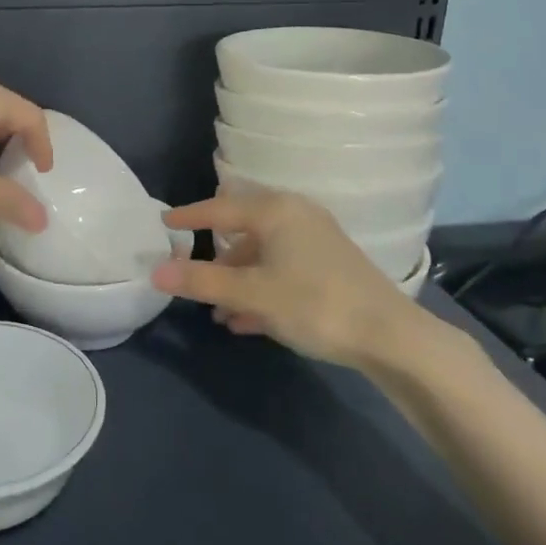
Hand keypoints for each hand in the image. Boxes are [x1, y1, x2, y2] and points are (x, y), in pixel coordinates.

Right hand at [151, 191, 421, 369]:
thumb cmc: (314, 304)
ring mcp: (316, 240)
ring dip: (237, 280)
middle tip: (191, 271)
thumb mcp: (252, 294)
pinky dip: (261, 288)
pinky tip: (246, 320)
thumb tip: (155, 271)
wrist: (390, 336)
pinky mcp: (329, 265)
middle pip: (243, 229)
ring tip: (218, 312)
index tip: (163, 221)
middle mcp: (296, 215)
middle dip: (217, 255)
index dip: (189, 217)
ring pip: (263, 254)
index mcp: (276, 211)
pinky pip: (282, 269)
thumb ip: (203, 281)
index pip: (220, 209)